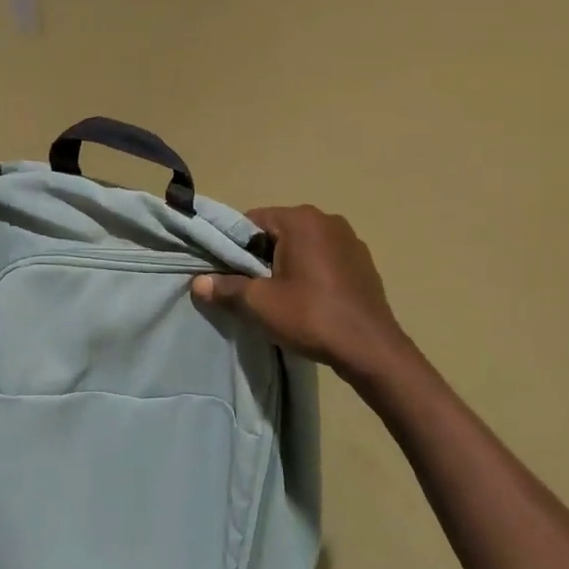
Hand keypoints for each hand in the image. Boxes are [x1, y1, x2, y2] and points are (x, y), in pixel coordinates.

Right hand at [192, 206, 416, 387]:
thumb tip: (197, 283)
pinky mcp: (363, 261)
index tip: (229, 273)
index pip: (252, 220)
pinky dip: (311, 271)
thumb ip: (226, 288)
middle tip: (253, 288)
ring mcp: (350, 239)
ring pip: (302, 245)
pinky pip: (324, 257)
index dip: (235, 246)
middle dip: (261, 255)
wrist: (371, 349)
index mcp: (301, 220)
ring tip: (281, 296)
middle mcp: (327, 219)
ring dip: (287, 264)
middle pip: (278, 231)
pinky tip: (309, 300)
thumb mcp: (260, 303)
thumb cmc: (311, 317)